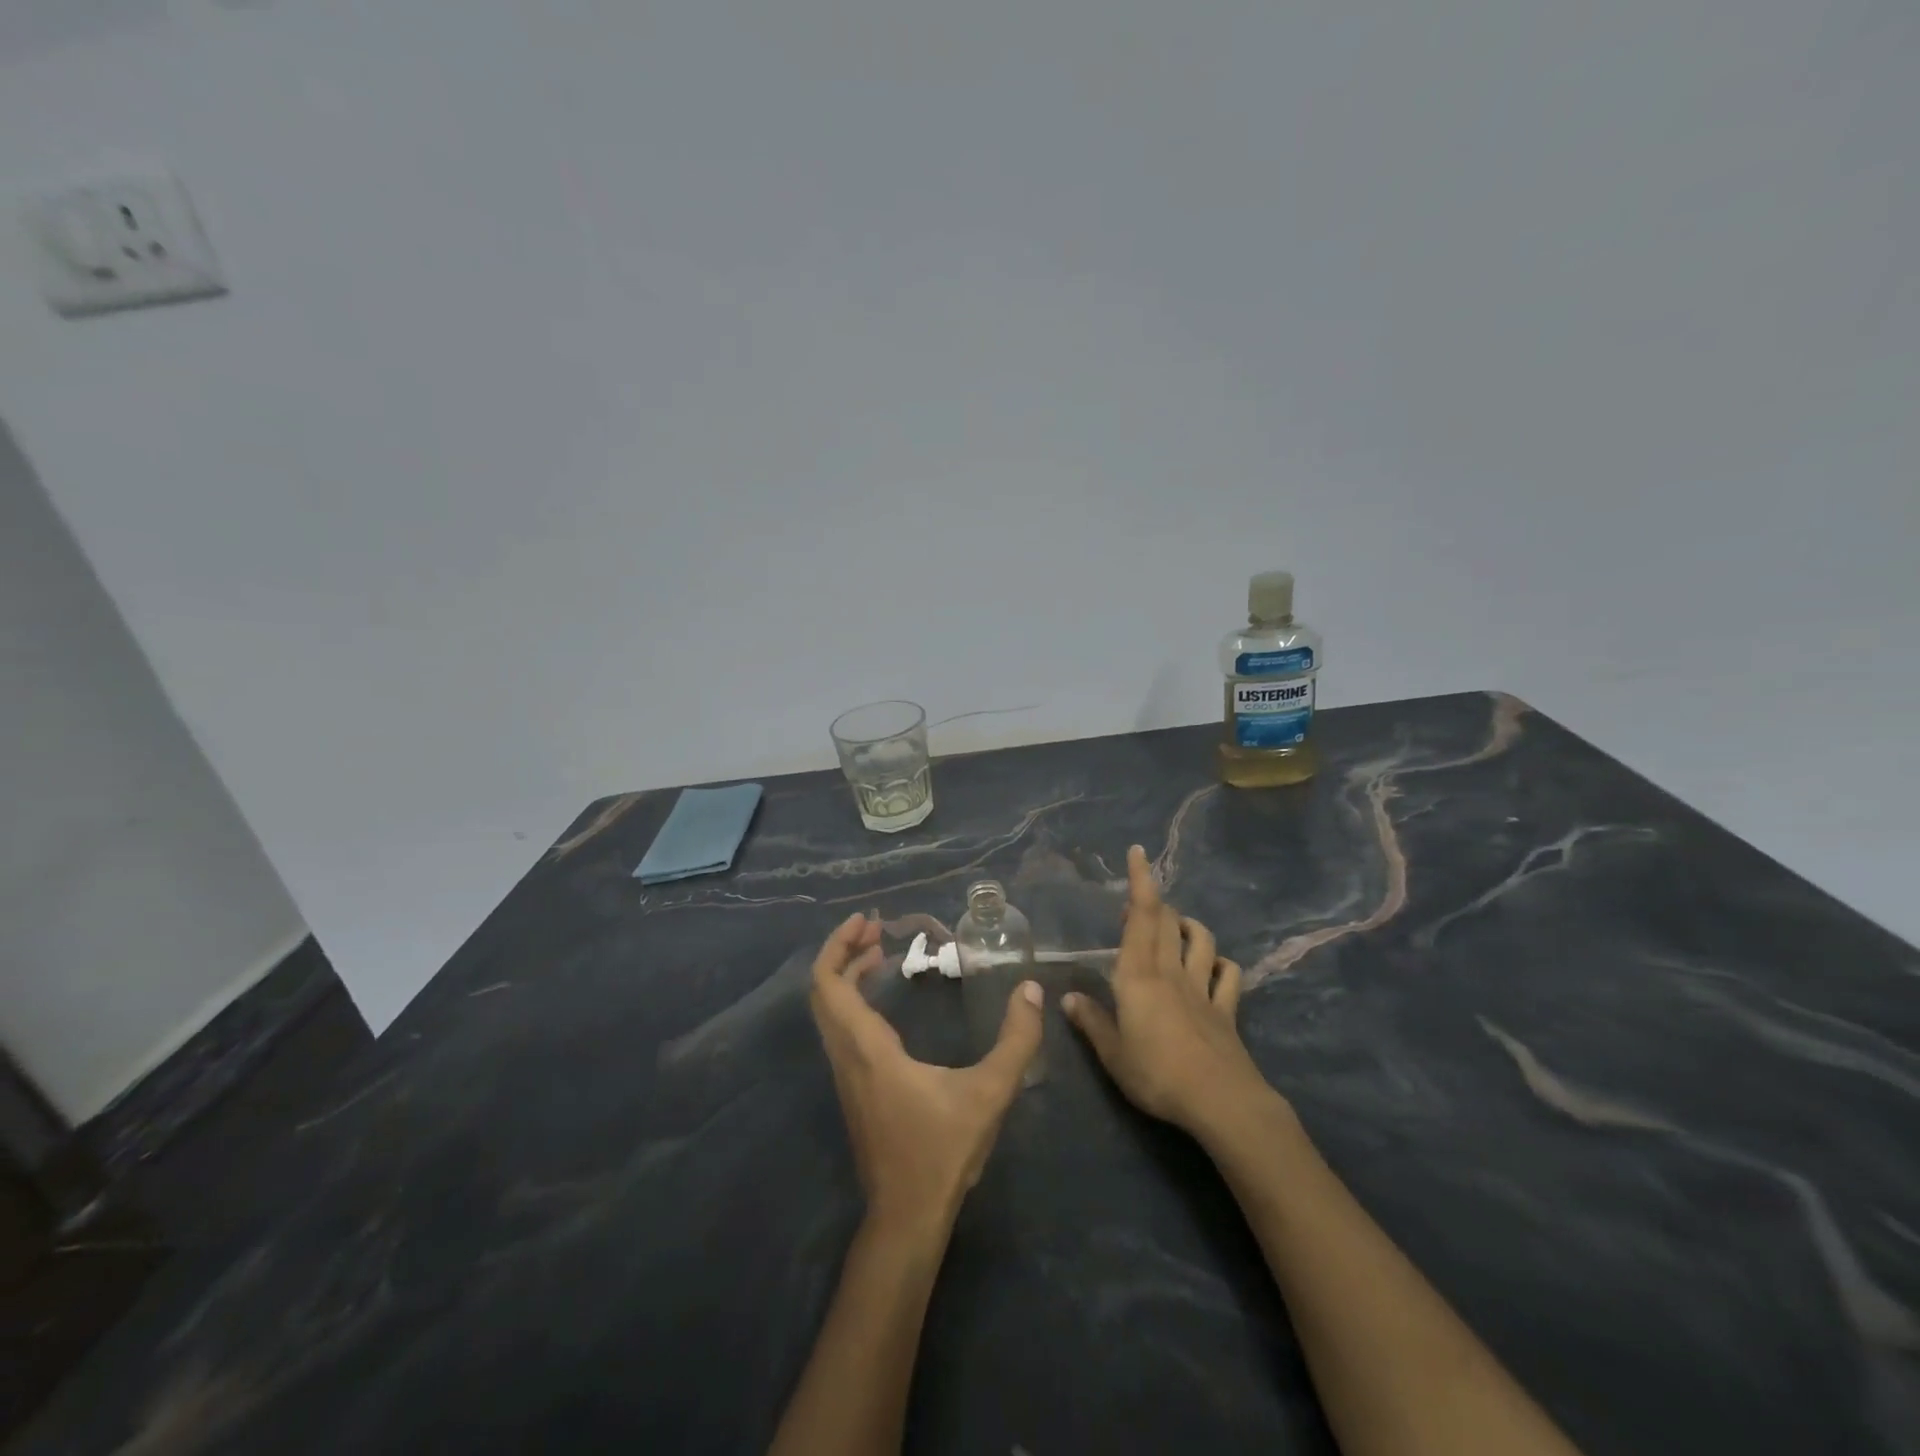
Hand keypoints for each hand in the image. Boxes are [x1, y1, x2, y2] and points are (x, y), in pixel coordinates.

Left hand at [809, 913, 1044, 1235]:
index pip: (830, 985)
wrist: (907, 1216)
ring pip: (830, 1011)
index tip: (866, 920)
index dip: (839, 945)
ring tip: (881, 953)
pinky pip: (841, 1028)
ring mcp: (846, 1074)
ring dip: (848, 975)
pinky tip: (885, 1000)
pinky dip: (853, 999)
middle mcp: (846, 1055)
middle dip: (843, 951)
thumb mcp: (990, 1093)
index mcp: (867, 1049)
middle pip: (824, 991)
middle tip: (877, 928)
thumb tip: (1032, 989)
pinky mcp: (853, 1088)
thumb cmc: (942, 1151)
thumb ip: (1017, 1040)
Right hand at [1063, 845, 1270, 1134]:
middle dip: (1155, 902)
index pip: (1140, 916)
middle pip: (1167, 923)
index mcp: (1138, 975)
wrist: (1220, 1101)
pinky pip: (1229, 976)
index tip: (1138, 852)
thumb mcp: (1113, 1054)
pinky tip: (1215, 967)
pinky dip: (1222, 964)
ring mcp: (1202, 989)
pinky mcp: (1225, 1010)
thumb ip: (1091, 1022)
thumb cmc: (1157, 1074)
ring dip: (1189, 926)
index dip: (1140, 882)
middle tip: (1138, 902)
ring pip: (1200, 941)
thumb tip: (1067, 998)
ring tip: (1176, 926)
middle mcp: (1171, 972)